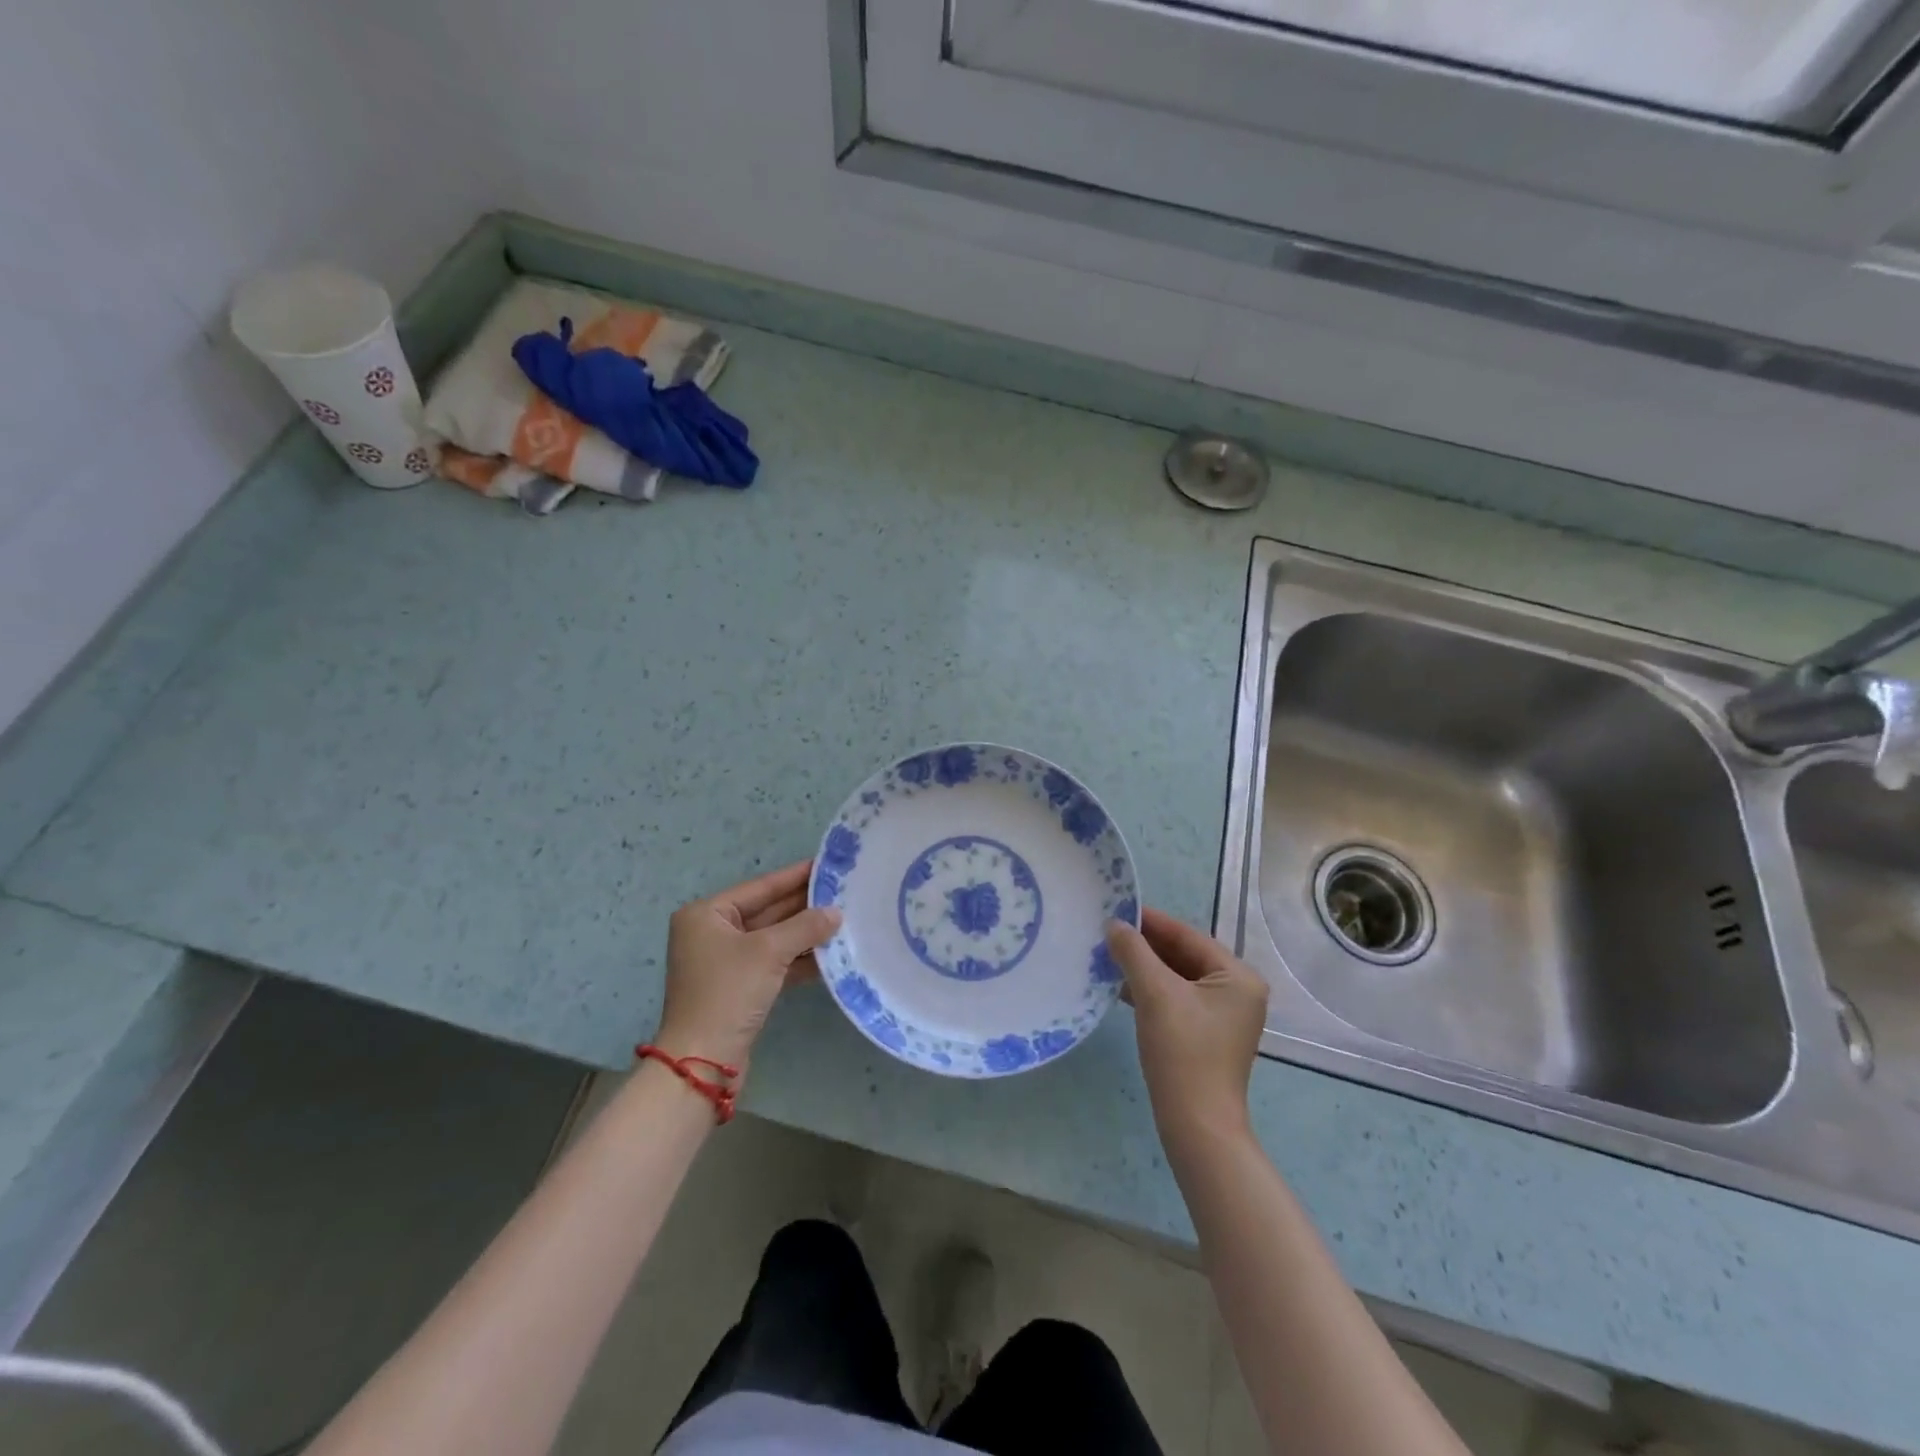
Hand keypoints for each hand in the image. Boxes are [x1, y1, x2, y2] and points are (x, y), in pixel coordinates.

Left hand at [654, 860, 840, 1072]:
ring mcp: (725, 962)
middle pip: (767, 911)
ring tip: (844, 920)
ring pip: (773, 939)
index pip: (760, 887)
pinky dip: (799, 959)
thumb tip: (836, 912)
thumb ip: (805, 926)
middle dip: (804, 906)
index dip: (794, 876)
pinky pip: (774, 963)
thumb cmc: (728, 992)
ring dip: (805, 934)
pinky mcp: (739, 988)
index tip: (826, 865)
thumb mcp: (769, 952)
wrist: (702, 1061)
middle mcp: (713, 933)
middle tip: (843, 892)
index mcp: (707, 915)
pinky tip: (830, 954)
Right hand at [1107, 908, 1269, 1145]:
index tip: (1117, 908)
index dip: (1151, 921)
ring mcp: (1222, 1015)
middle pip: (1183, 956)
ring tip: (1107, 955)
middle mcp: (1237, 991)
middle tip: (1107, 931)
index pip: (1189, 936)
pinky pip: (1175, 999)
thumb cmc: (1182, 1052)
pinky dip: (1149, 990)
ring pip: (1177, 978)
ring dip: (1143, 967)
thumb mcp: (1155, 994)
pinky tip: (1119, 986)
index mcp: (1238, 977)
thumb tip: (1113, 924)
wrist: (1196, 1126)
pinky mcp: (1205, 1035)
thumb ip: (1134, 952)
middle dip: (1145, 946)